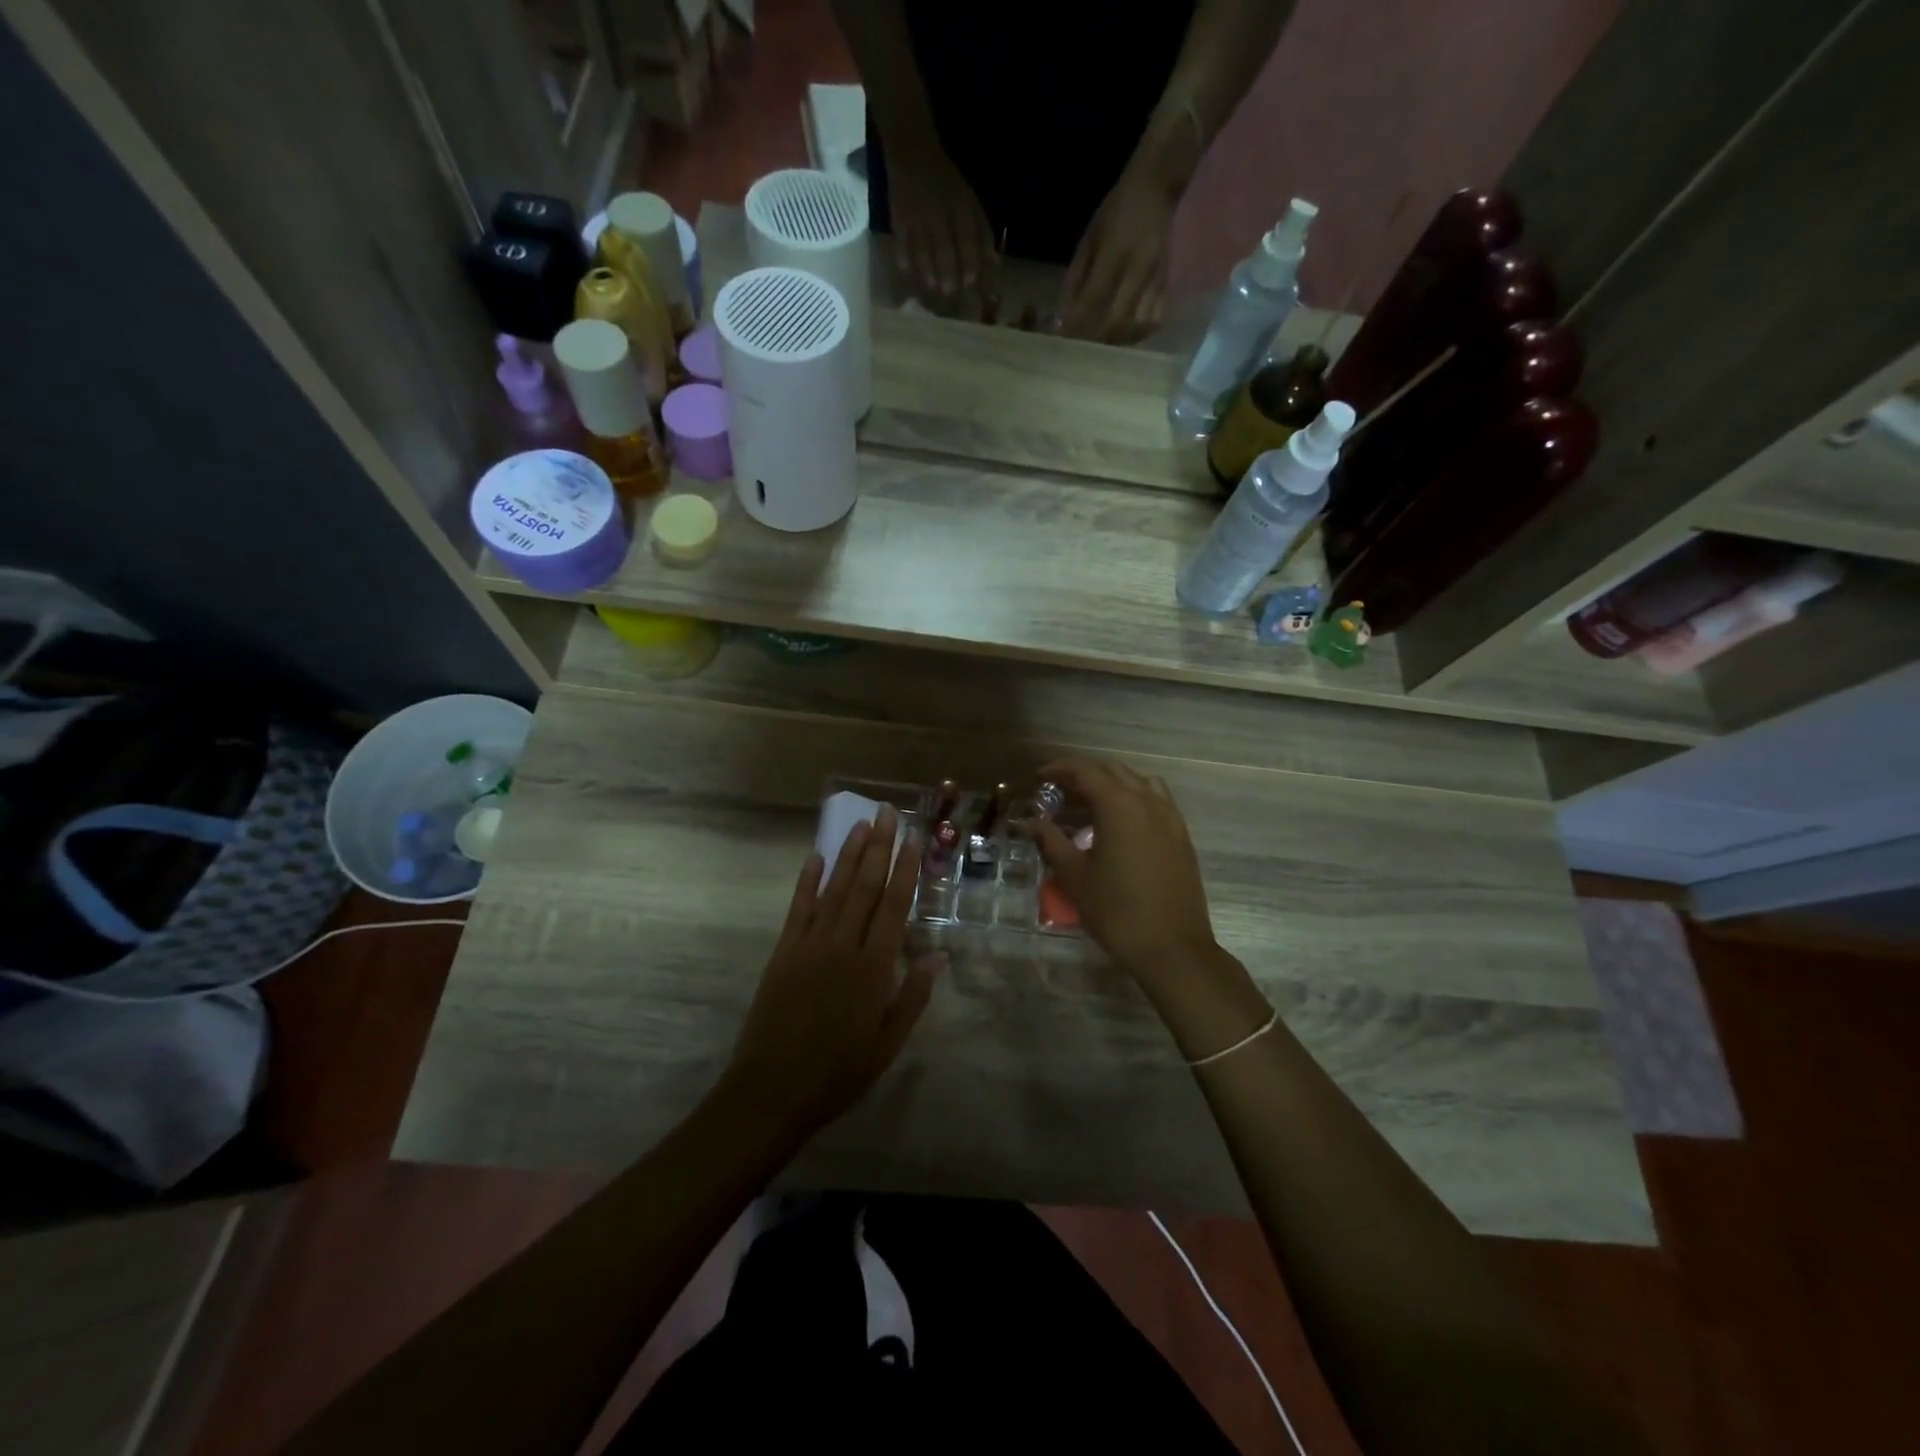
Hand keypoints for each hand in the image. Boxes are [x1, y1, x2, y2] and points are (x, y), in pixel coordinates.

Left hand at [720, 807, 942, 1142]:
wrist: (771, 1092)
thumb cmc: (838, 1073)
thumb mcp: (887, 1044)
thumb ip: (913, 997)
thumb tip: (938, 955)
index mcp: (873, 968)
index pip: (893, 906)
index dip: (904, 869)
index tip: (912, 839)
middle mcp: (842, 946)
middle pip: (864, 887)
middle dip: (878, 847)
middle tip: (887, 813)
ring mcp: (809, 945)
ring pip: (833, 890)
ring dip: (848, 855)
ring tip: (860, 824)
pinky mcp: (783, 952)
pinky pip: (798, 909)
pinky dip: (807, 881)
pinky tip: (815, 857)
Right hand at [888, 143, 998, 312]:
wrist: (912, 153)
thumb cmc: (947, 183)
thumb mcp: (970, 201)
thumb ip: (982, 231)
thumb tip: (994, 263)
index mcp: (960, 205)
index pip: (967, 237)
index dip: (969, 261)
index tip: (970, 282)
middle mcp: (939, 211)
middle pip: (944, 248)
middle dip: (948, 272)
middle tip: (951, 291)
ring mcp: (917, 215)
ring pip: (923, 250)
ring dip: (927, 272)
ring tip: (932, 287)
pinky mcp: (898, 218)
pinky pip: (902, 244)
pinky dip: (905, 260)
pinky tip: (909, 275)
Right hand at [1026, 759, 1218, 982]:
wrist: (1172, 948)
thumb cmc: (1116, 911)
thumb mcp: (1075, 876)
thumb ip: (1050, 841)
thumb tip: (1029, 821)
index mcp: (1119, 805)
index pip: (1086, 771)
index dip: (1060, 769)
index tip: (1039, 777)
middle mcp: (1148, 801)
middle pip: (1113, 771)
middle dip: (1084, 774)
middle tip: (1059, 791)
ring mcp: (1170, 817)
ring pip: (1138, 782)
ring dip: (1112, 783)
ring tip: (1090, 803)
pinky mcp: (1181, 835)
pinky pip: (1156, 800)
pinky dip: (1134, 798)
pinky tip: (1120, 823)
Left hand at [1058, 168, 1175, 342]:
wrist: (1158, 187)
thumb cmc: (1117, 209)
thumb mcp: (1089, 238)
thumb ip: (1075, 278)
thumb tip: (1062, 318)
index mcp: (1116, 252)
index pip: (1093, 299)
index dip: (1077, 323)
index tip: (1063, 338)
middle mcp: (1138, 269)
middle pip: (1117, 321)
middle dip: (1097, 339)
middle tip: (1082, 345)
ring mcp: (1156, 278)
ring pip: (1137, 326)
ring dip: (1118, 340)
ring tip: (1103, 342)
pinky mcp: (1166, 284)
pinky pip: (1154, 320)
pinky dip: (1137, 333)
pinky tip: (1124, 333)